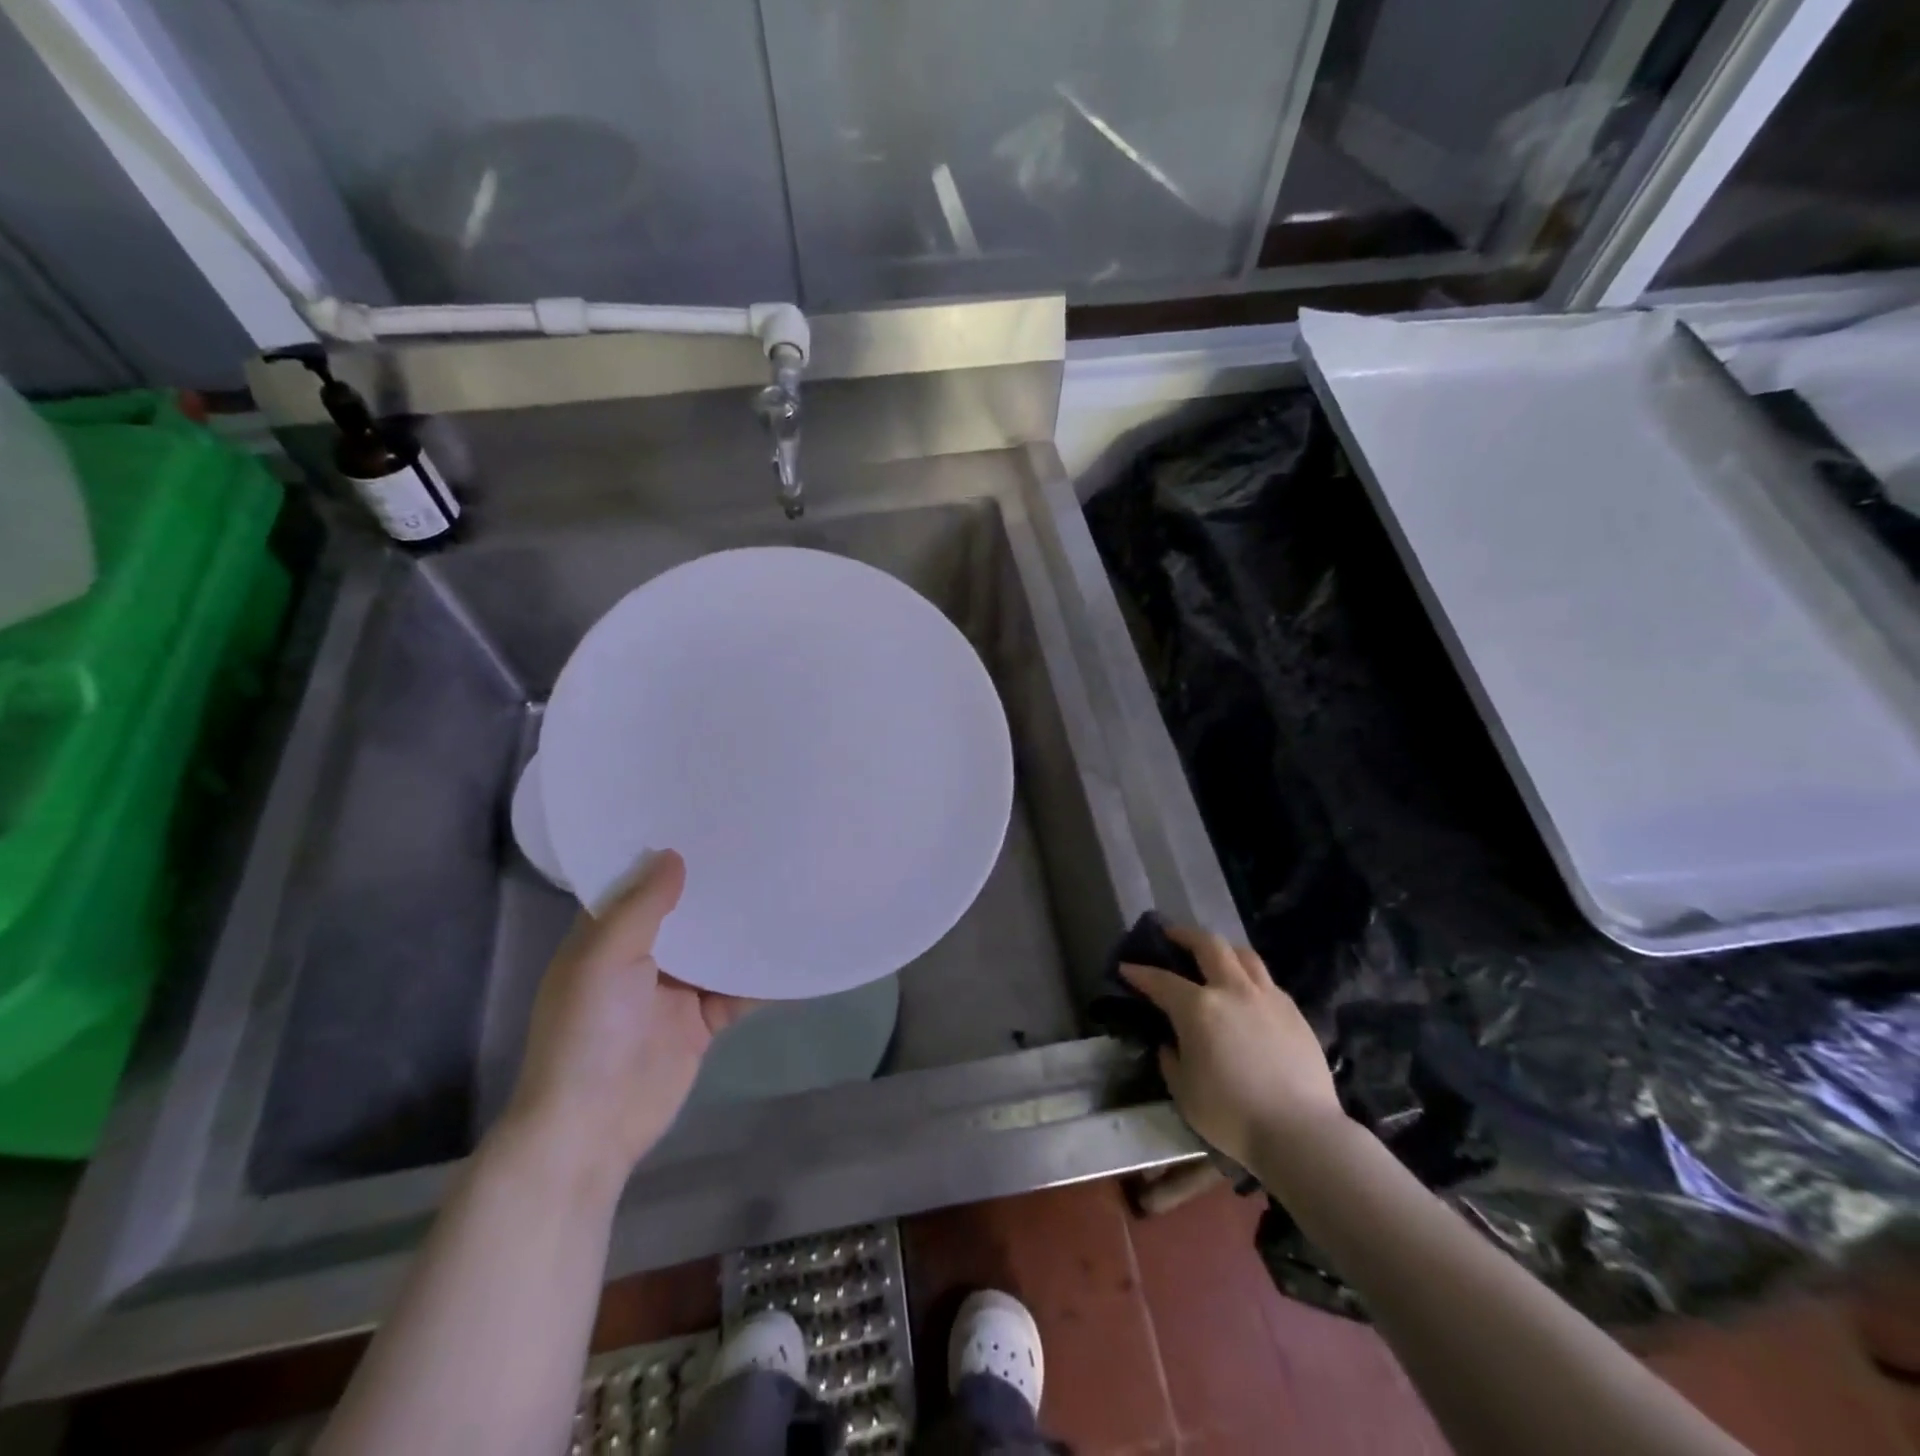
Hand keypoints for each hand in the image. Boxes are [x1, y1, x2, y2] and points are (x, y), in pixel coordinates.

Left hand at [500, 850, 757, 1190]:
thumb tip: (674, 855)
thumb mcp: (605, 958)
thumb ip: (641, 907)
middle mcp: (641, 957)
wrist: (592, 1126)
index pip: (637, 884)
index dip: (665, 856)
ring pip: (716, 948)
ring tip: (784, 884)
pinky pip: (738, 990)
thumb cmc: (588, 1032)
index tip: (703, 820)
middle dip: (714, 887)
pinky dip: (762, 977)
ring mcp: (674, 991)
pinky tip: (794, 951)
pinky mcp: (702, 1021)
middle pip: (684, 913)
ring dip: (743, 928)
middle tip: (758, 844)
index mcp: (607, 937)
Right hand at [1119, 925, 1343, 1167]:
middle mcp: (1232, 990)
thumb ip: (1171, 1060)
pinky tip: (1246, 991)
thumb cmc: (1232, 1115)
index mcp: (1198, 1008)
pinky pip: (1266, 980)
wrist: (1301, 1133)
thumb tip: (1171, 1044)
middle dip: (1184, 935)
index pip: (1161, 980)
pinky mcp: (1294, 1011)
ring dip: (1222, 948)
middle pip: (1208, 944)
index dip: (1140, 972)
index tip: (1126, 967)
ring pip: (1243, 954)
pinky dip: (1249, 975)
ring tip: (1213, 954)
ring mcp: (1267, 997)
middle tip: (1170, 935)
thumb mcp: (1184, 1092)